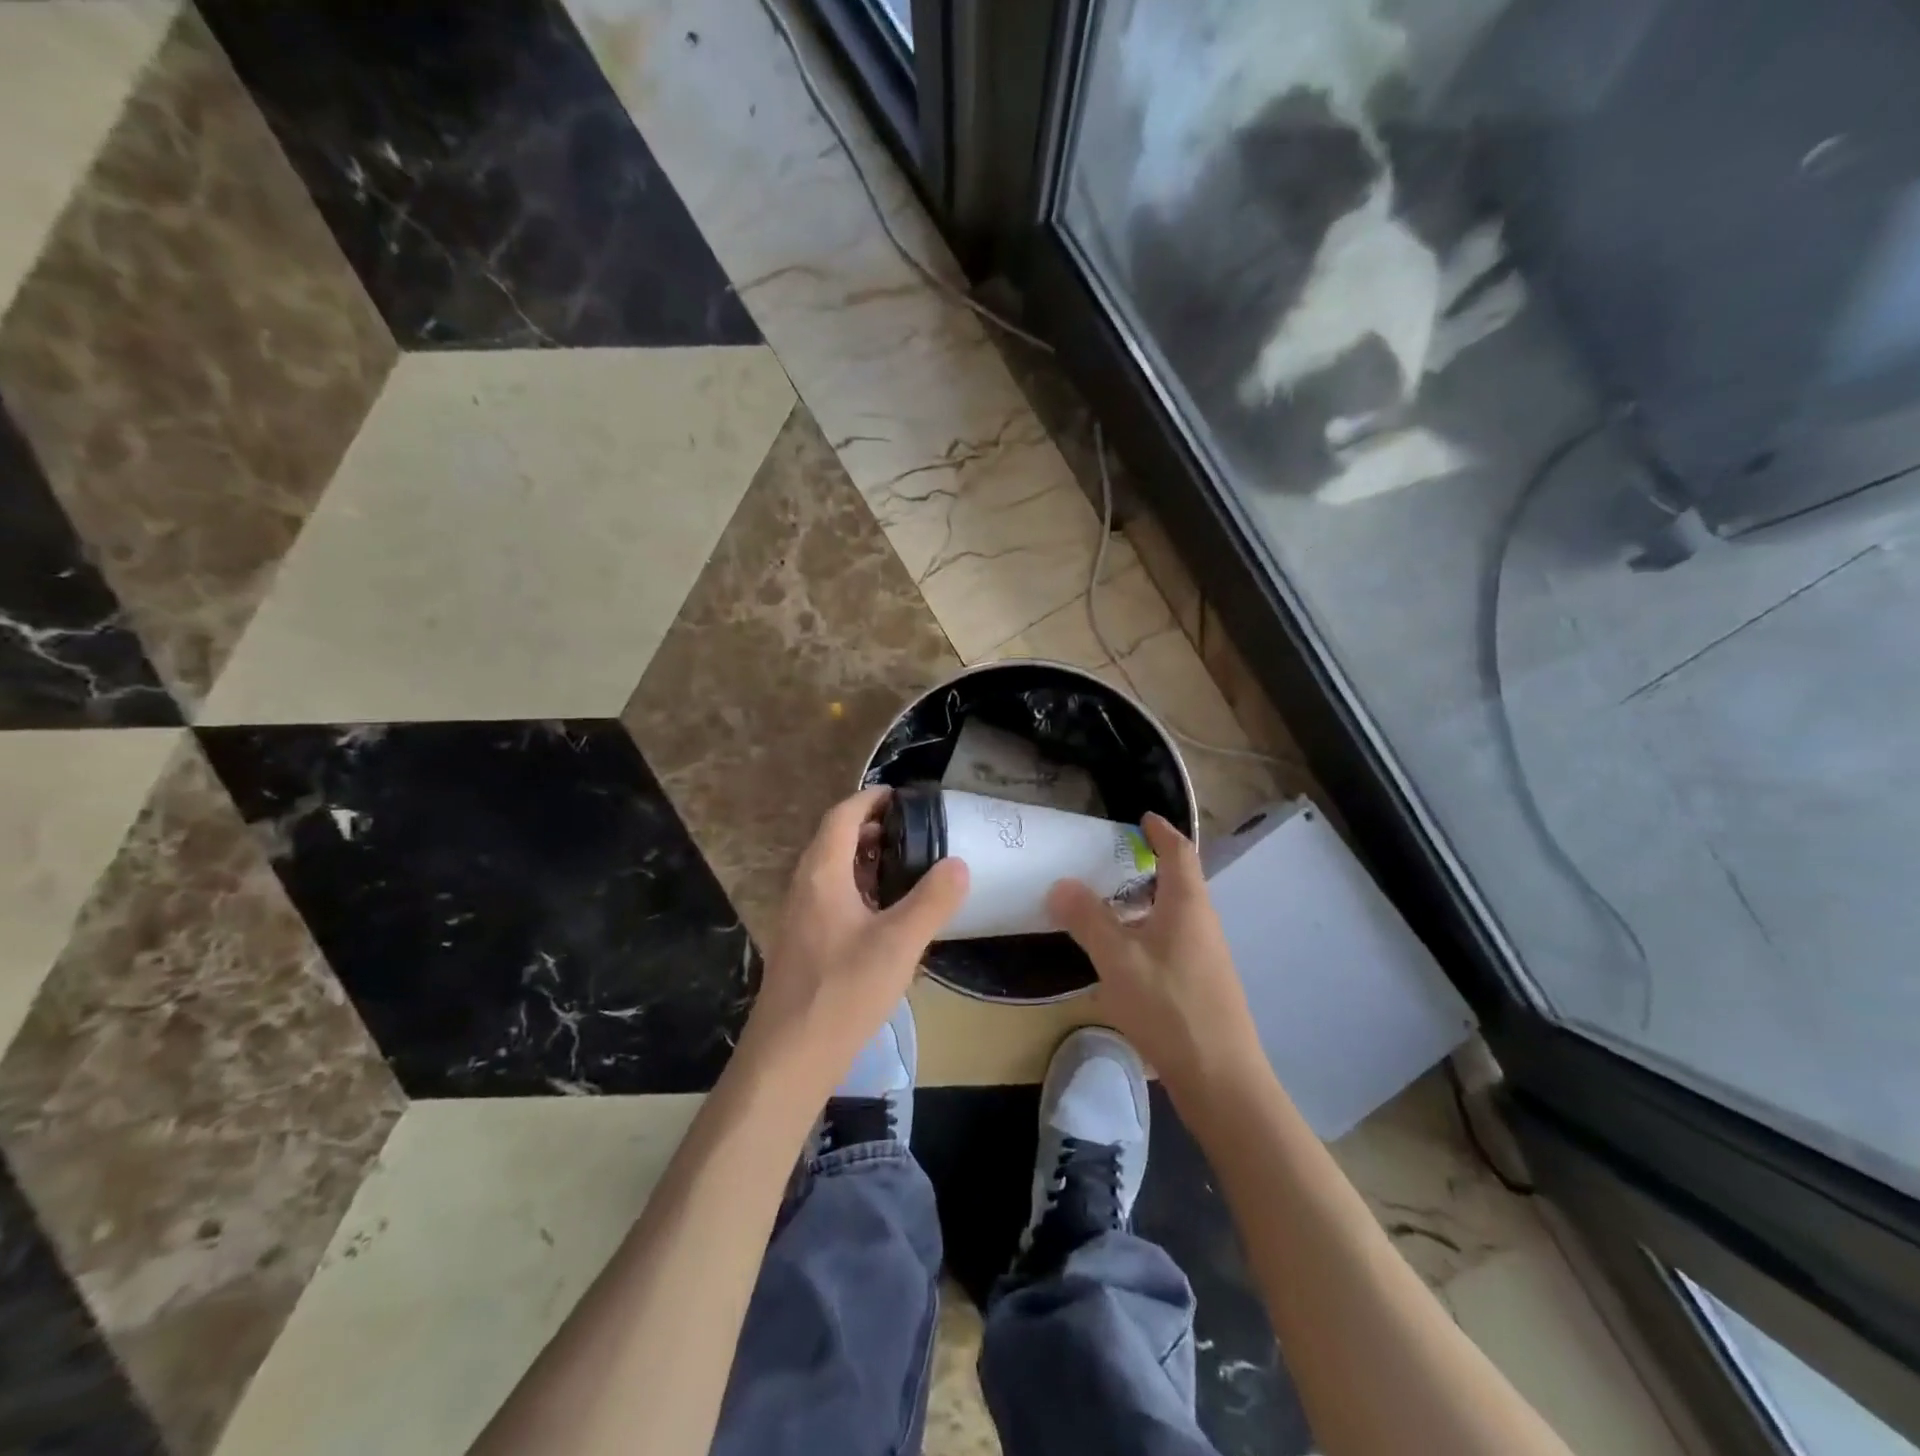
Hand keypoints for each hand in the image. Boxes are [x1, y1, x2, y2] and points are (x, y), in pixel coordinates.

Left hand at [738, 787, 968, 1098]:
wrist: (789, 1057)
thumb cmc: (843, 992)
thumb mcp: (899, 944)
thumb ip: (932, 901)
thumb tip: (958, 864)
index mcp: (822, 875)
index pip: (842, 816)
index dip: (870, 799)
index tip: (901, 796)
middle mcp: (804, 887)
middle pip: (833, 840)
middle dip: (870, 828)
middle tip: (912, 832)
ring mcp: (799, 917)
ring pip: (831, 871)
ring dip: (864, 860)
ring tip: (905, 867)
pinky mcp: (803, 944)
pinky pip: (830, 898)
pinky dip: (858, 889)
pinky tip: (884, 915)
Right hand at [1047, 813, 1263, 1099]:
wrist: (1221, 1078)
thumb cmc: (1169, 1007)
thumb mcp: (1118, 959)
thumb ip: (1088, 919)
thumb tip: (1061, 884)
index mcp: (1187, 904)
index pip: (1179, 852)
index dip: (1161, 832)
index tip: (1142, 818)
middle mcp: (1202, 922)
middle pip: (1178, 881)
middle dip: (1148, 866)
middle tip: (1109, 861)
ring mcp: (1206, 955)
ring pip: (1174, 914)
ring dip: (1145, 902)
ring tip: (1107, 905)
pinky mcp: (1202, 983)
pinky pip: (1172, 939)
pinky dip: (1147, 931)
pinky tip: (1123, 954)